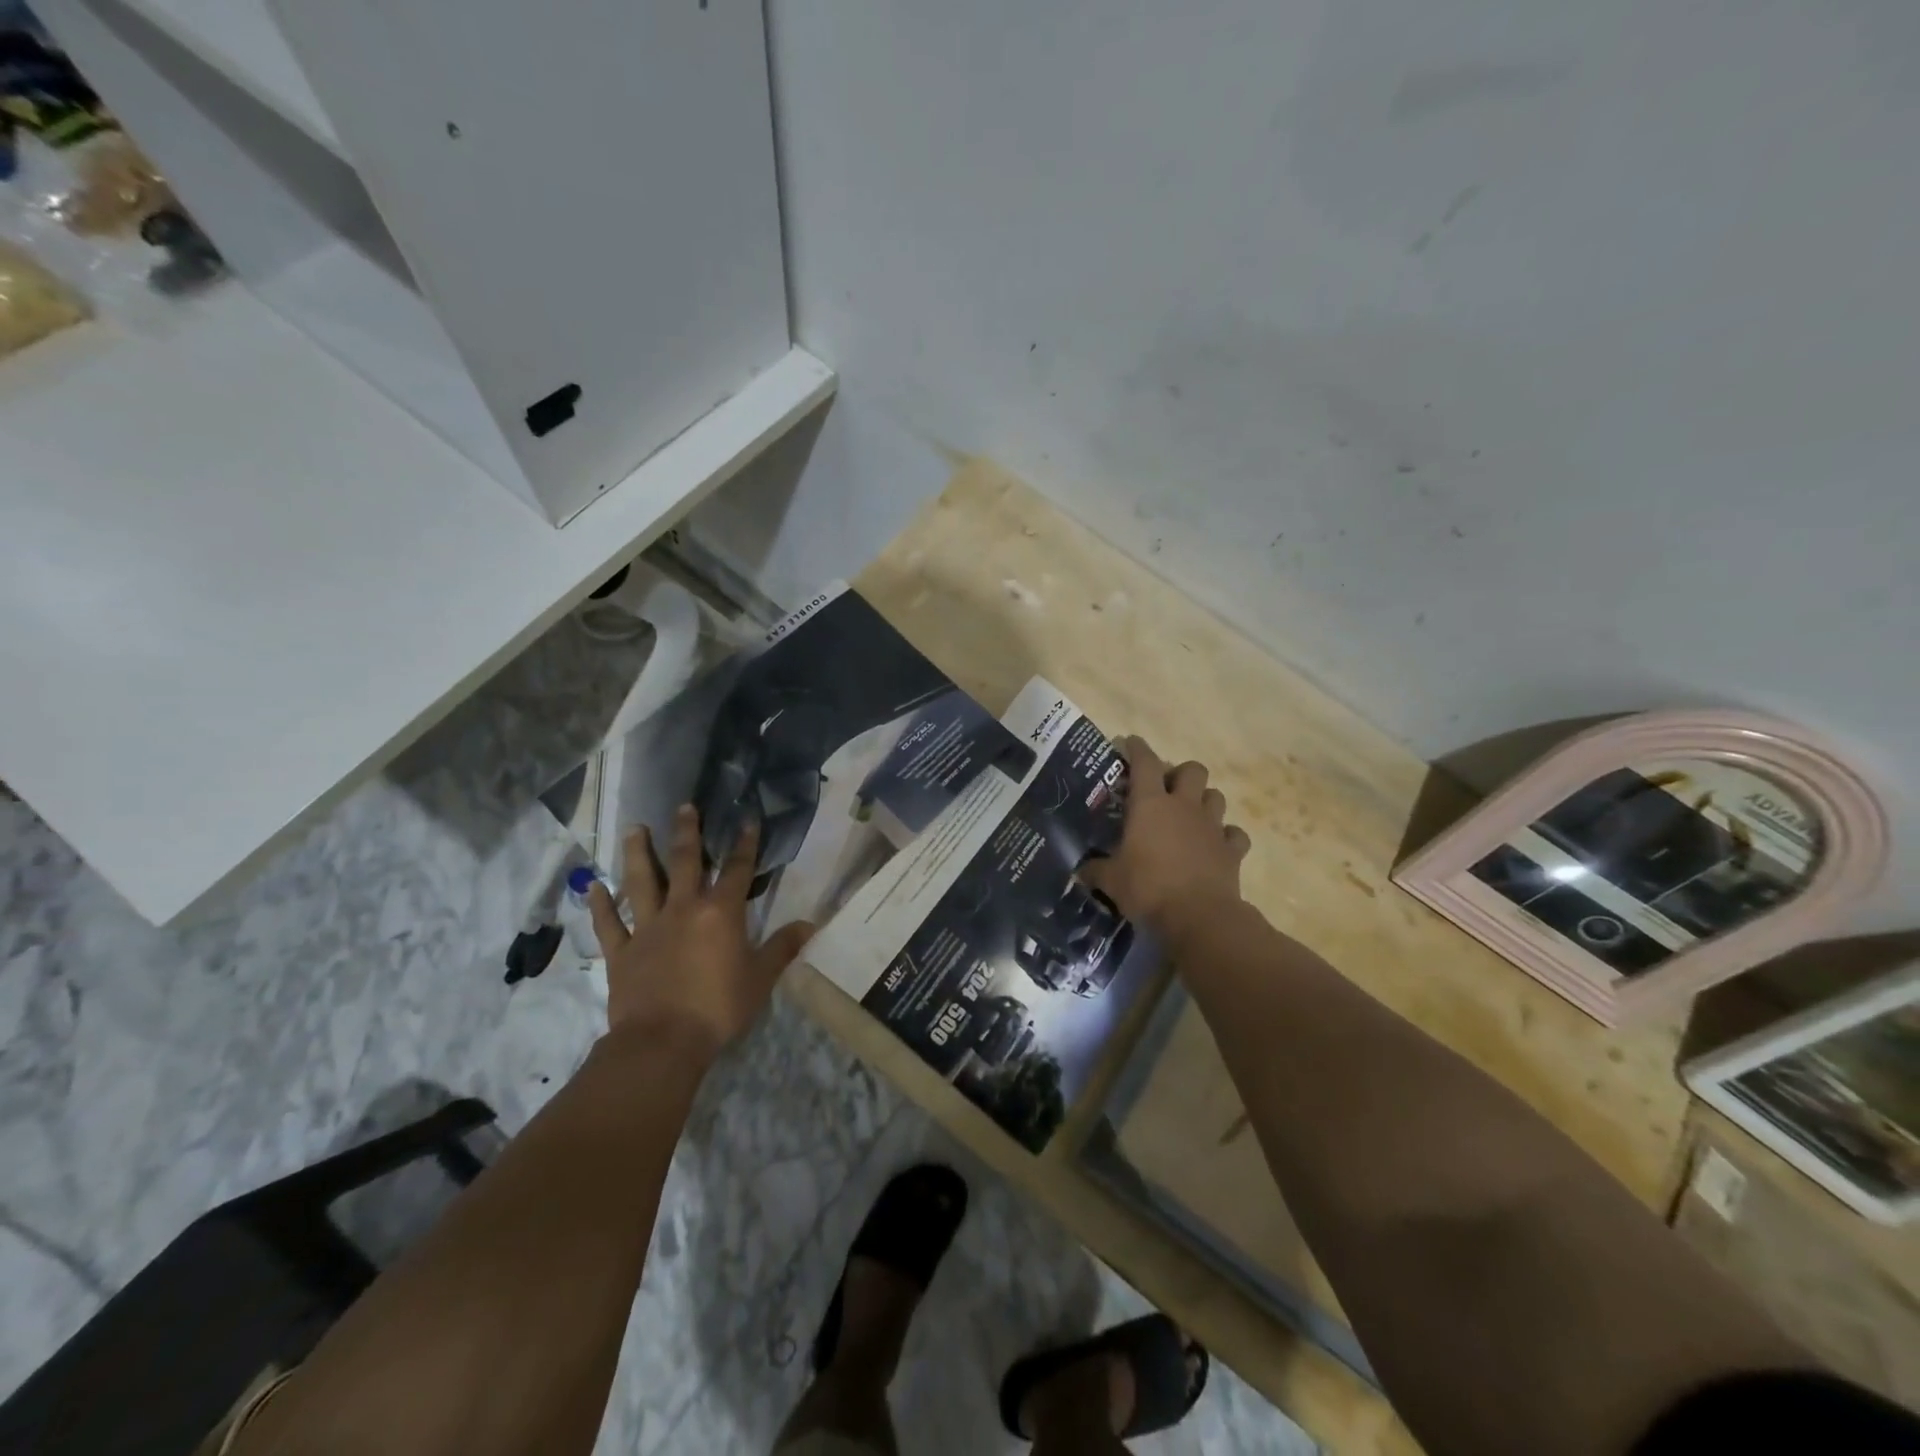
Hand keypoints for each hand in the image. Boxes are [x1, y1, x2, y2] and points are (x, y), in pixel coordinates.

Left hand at [587, 805, 813, 1064]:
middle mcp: (683, 909)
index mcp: (720, 913)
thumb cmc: (719, 1008)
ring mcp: (648, 928)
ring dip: (638, 854)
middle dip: (688, 833)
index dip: (745, 844)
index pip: (737, 870)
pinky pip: (608, 924)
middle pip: (686, 862)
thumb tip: (810, 924)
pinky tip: (593, 887)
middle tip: (684, 806)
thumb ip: (783, 947)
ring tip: (634, 828)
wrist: (663, 1041)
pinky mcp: (622, 952)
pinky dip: (600, 905)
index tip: (747, 820)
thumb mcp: (761, 978)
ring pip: (642, 883)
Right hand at [1080, 737, 1250, 941]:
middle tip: (1166, 790)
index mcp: (1150, 805)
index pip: (1145, 762)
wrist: (1199, 916)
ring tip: (1190, 815)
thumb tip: (1081, 871)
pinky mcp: (1232, 850)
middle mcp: (1184, 806)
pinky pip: (1234, 834)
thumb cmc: (1148, 889)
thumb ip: (1096, 870)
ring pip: (1216, 796)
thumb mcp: (1111, 881)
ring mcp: (1212, 827)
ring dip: (1204, 801)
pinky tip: (1215, 846)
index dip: (1137, 748)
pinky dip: (1226, 837)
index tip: (1129, 743)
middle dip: (1180, 774)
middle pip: (1192, 769)